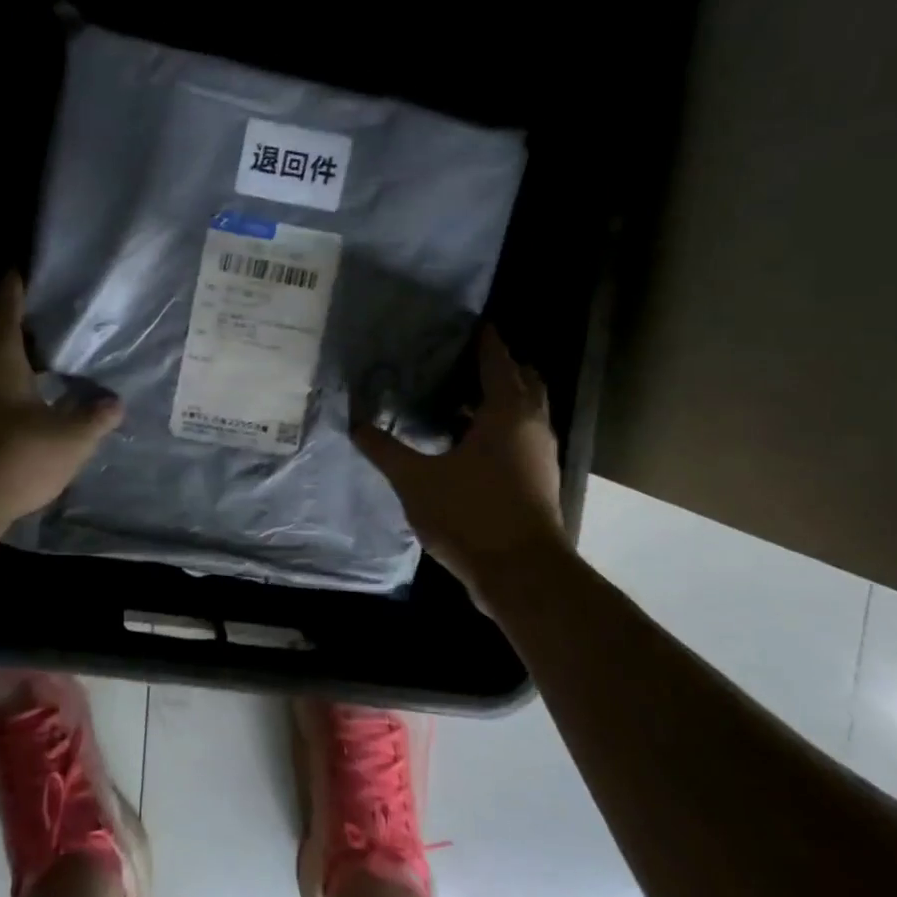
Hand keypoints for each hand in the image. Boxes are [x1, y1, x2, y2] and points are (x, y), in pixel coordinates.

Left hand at [0, 274, 123, 530]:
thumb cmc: (16, 455)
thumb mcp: (70, 438)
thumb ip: (95, 417)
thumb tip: (114, 403)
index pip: (7, 302)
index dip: (20, 284)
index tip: (36, 272)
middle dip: (15, 315)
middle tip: (49, 311)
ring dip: (6, 346)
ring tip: (41, 347)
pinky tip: (22, 388)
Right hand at [353, 327, 566, 594]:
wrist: (522, 573)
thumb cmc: (472, 514)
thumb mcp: (416, 480)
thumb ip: (385, 450)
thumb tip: (356, 424)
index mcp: (507, 411)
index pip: (498, 359)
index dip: (485, 339)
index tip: (470, 322)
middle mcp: (532, 425)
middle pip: (523, 379)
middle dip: (498, 365)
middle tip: (459, 359)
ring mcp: (540, 453)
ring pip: (525, 410)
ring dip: (500, 398)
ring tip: (456, 396)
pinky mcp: (538, 479)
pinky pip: (521, 436)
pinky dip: (500, 427)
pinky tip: (465, 442)